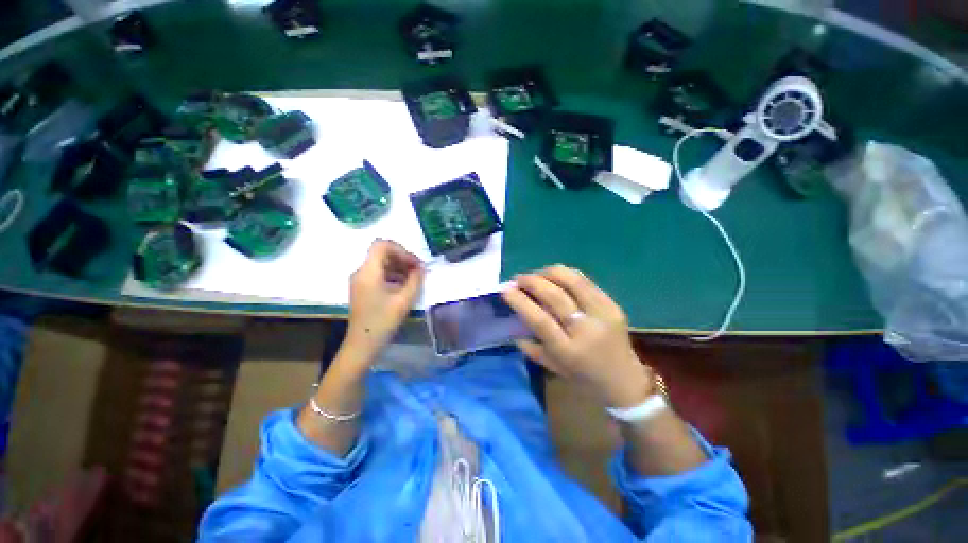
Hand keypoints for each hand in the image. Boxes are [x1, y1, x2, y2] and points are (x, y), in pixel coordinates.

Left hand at [345, 239, 424, 359]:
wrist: (363, 344)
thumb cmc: (383, 321)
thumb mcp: (404, 300)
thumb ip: (415, 280)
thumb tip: (421, 268)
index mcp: (368, 272)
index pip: (382, 245)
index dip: (401, 250)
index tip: (415, 263)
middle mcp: (361, 272)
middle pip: (382, 253)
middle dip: (402, 258)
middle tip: (418, 271)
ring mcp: (360, 280)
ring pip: (381, 263)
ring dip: (399, 267)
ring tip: (414, 279)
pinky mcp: (363, 288)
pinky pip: (379, 273)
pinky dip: (393, 275)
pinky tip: (404, 286)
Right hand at [502, 265, 653, 407]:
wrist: (625, 380)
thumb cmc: (584, 378)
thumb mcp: (552, 367)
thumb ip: (530, 347)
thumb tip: (513, 322)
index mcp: (568, 351)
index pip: (539, 319)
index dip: (520, 301)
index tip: (505, 289)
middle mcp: (586, 330)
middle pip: (555, 295)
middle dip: (532, 281)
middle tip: (518, 278)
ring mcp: (603, 313)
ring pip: (572, 281)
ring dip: (549, 273)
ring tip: (536, 274)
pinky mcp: (613, 304)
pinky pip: (586, 281)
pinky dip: (566, 274)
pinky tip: (555, 276)